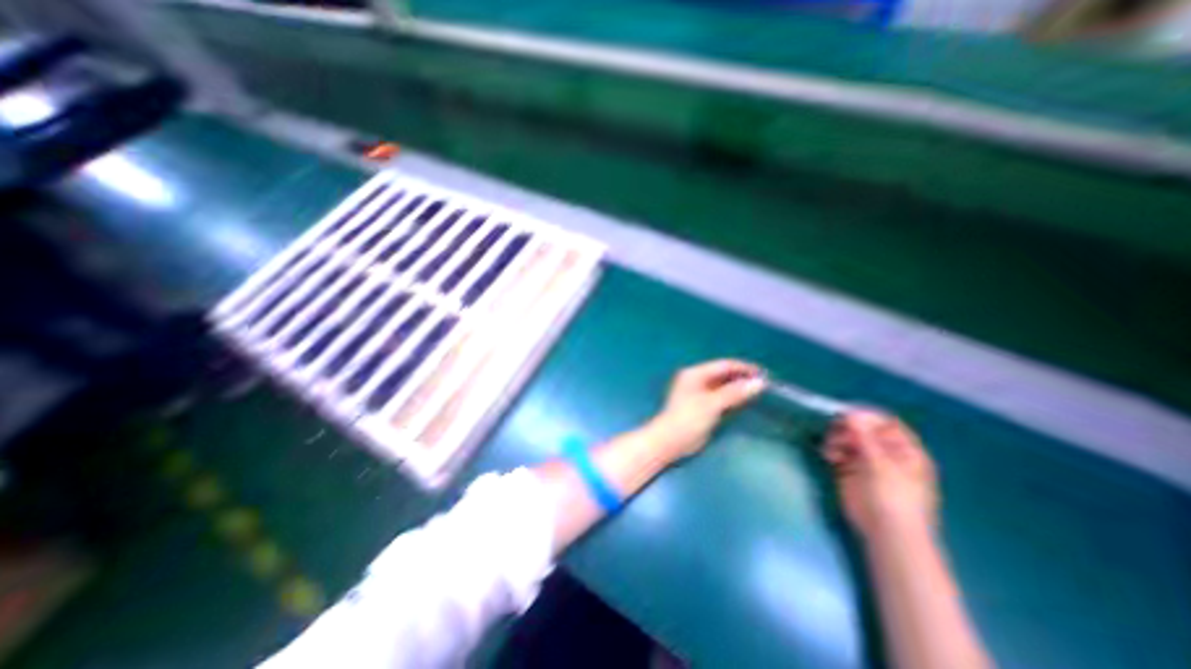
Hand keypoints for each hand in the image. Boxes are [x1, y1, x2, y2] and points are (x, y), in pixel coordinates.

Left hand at [648, 358, 766, 462]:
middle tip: (765, 384)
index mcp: (695, 373)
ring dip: (739, 388)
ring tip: (760, 392)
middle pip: (724, 375)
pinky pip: (722, 397)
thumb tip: (759, 383)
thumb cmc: (689, 418)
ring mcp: (699, 393)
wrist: (671, 441)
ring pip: (724, 386)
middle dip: (743, 378)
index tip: (765, 374)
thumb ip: (735, 392)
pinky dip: (733, 398)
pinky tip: (747, 402)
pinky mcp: (703, 406)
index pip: (724, 365)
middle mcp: (697, 380)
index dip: (744, 368)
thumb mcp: (712, 403)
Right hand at [826, 414, 935, 538]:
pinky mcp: (849, 470)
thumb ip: (865, 437)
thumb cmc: (894, 499)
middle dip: (847, 427)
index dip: (866, 416)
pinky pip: (837, 451)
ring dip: (836, 438)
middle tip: (834, 430)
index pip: (885, 423)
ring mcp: (866, 461)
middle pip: (863, 429)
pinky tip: (828, 455)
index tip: (845, 414)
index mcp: (904, 450)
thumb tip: (850, 413)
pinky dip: (830, 449)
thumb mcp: (882, 465)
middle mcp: (885, 452)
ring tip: (831, 448)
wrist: (886, 533)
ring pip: (847, 439)